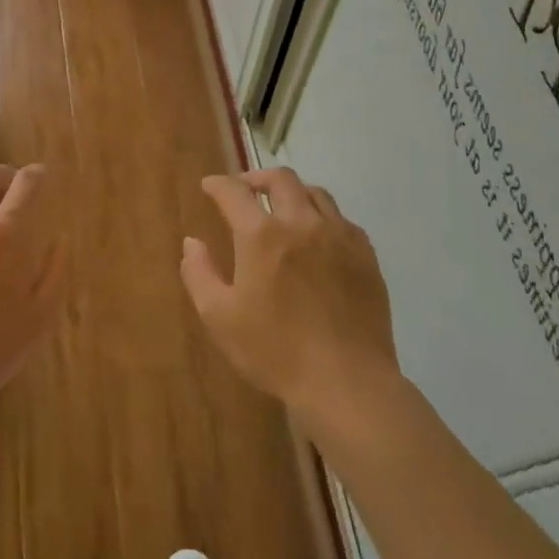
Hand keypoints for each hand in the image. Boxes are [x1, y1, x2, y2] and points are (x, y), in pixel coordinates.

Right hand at [180, 168, 397, 420]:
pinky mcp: (366, 256)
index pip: (234, 192)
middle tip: (245, 189)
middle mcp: (302, 223)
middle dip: (257, 177)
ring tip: (282, 208)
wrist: (346, 381)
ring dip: (293, 193)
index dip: (218, 184)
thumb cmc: (274, 351)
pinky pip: (342, 219)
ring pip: (316, 193)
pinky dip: (322, 216)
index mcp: (262, 235)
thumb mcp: (219, 317)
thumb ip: (199, 273)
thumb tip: (192, 243)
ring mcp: (340, 237)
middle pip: (281, 179)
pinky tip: (317, 237)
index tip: (209, 186)